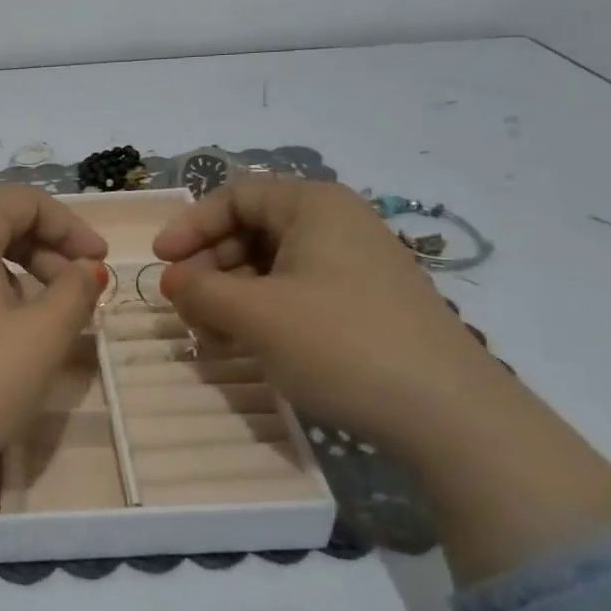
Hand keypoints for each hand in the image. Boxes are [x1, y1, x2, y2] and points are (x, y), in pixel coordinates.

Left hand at [0, 185, 107, 577]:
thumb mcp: (43, 336)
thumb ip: (76, 290)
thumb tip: (87, 269)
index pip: (23, 200)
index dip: (70, 226)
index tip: (101, 262)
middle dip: (45, 247)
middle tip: (78, 288)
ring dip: (17, 269)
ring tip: (44, 313)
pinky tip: (1, 330)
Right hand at [153, 177, 512, 459]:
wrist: (449, 415)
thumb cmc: (341, 344)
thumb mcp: (256, 315)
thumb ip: (201, 290)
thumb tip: (173, 280)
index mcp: (314, 205)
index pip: (235, 196)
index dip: (191, 226)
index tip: (161, 263)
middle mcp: (337, 224)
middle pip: (252, 229)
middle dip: (210, 267)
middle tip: (186, 307)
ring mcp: (356, 264)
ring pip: (272, 265)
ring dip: (233, 295)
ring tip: (213, 336)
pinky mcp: (366, 303)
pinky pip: (298, 291)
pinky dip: (264, 312)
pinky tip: (249, 346)